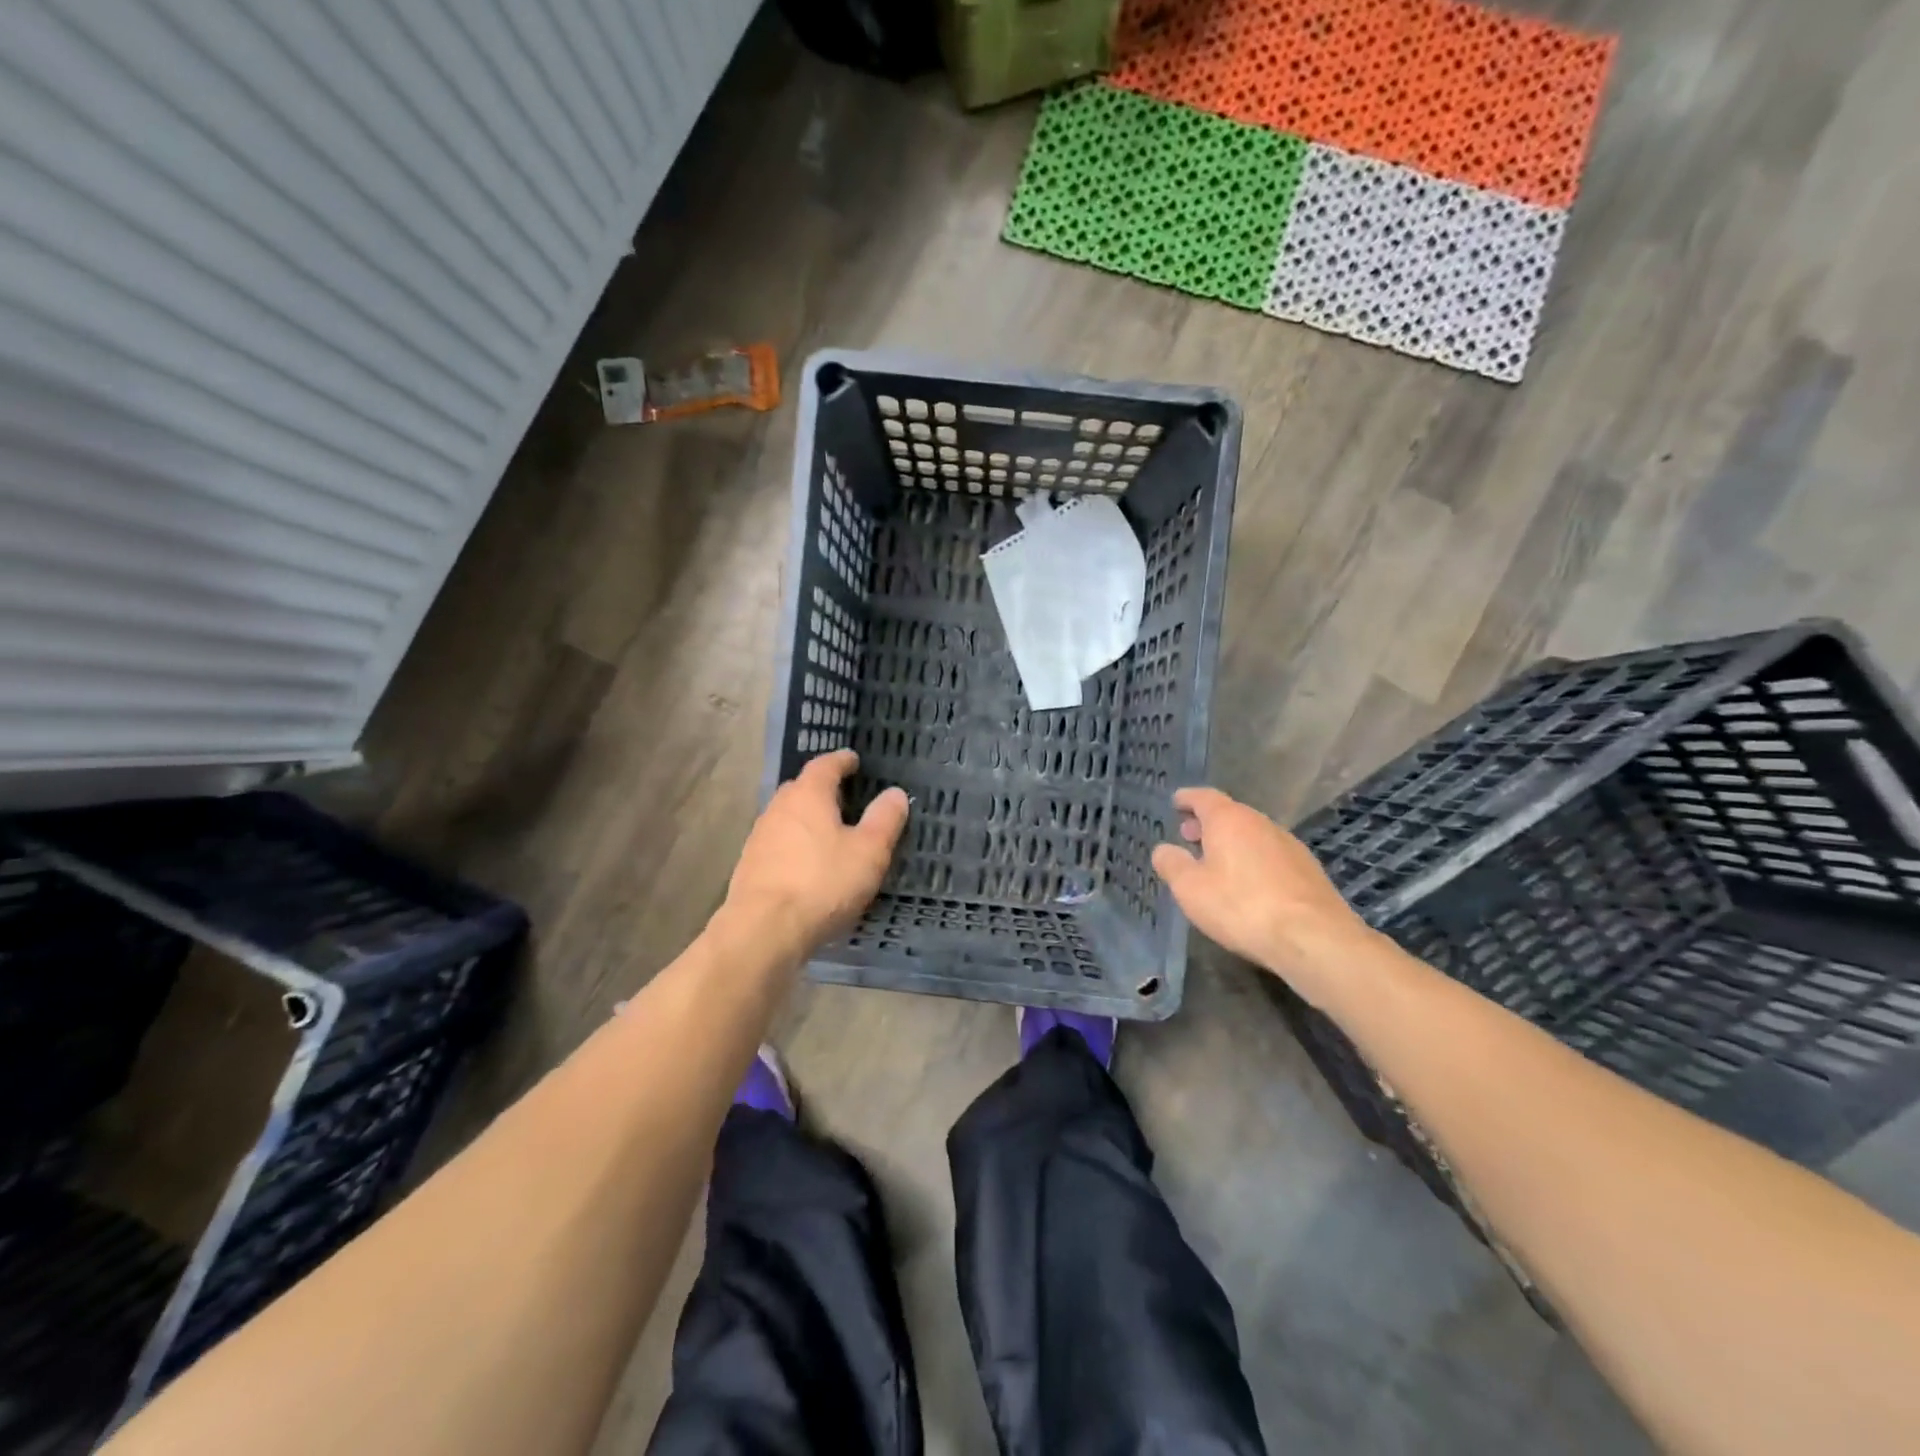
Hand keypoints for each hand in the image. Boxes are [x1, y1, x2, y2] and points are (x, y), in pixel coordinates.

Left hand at [724, 750, 908, 955]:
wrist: (764, 931)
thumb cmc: (823, 883)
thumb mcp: (869, 852)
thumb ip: (884, 819)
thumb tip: (895, 793)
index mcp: (808, 795)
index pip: (825, 765)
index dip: (841, 761)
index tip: (853, 760)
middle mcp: (779, 808)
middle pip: (801, 788)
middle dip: (822, 789)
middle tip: (845, 796)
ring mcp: (759, 838)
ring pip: (788, 817)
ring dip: (807, 819)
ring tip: (829, 831)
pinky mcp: (750, 867)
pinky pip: (778, 844)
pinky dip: (795, 845)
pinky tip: (807, 864)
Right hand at [1151, 786, 1371, 1002]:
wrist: (1313, 938)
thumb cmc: (1241, 907)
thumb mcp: (1190, 889)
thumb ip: (1172, 864)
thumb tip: (1163, 849)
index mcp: (1230, 820)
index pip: (1204, 797)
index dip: (1187, 799)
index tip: (1176, 802)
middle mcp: (1261, 823)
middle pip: (1230, 814)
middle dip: (1207, 823)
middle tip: (1189, 836)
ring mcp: (1289, 845)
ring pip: (1252, 835)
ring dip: (1231, 843)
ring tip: (1215, 863)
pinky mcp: (1307, 870)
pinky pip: (1270, 855)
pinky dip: (1252, 860)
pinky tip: (1247, 884)